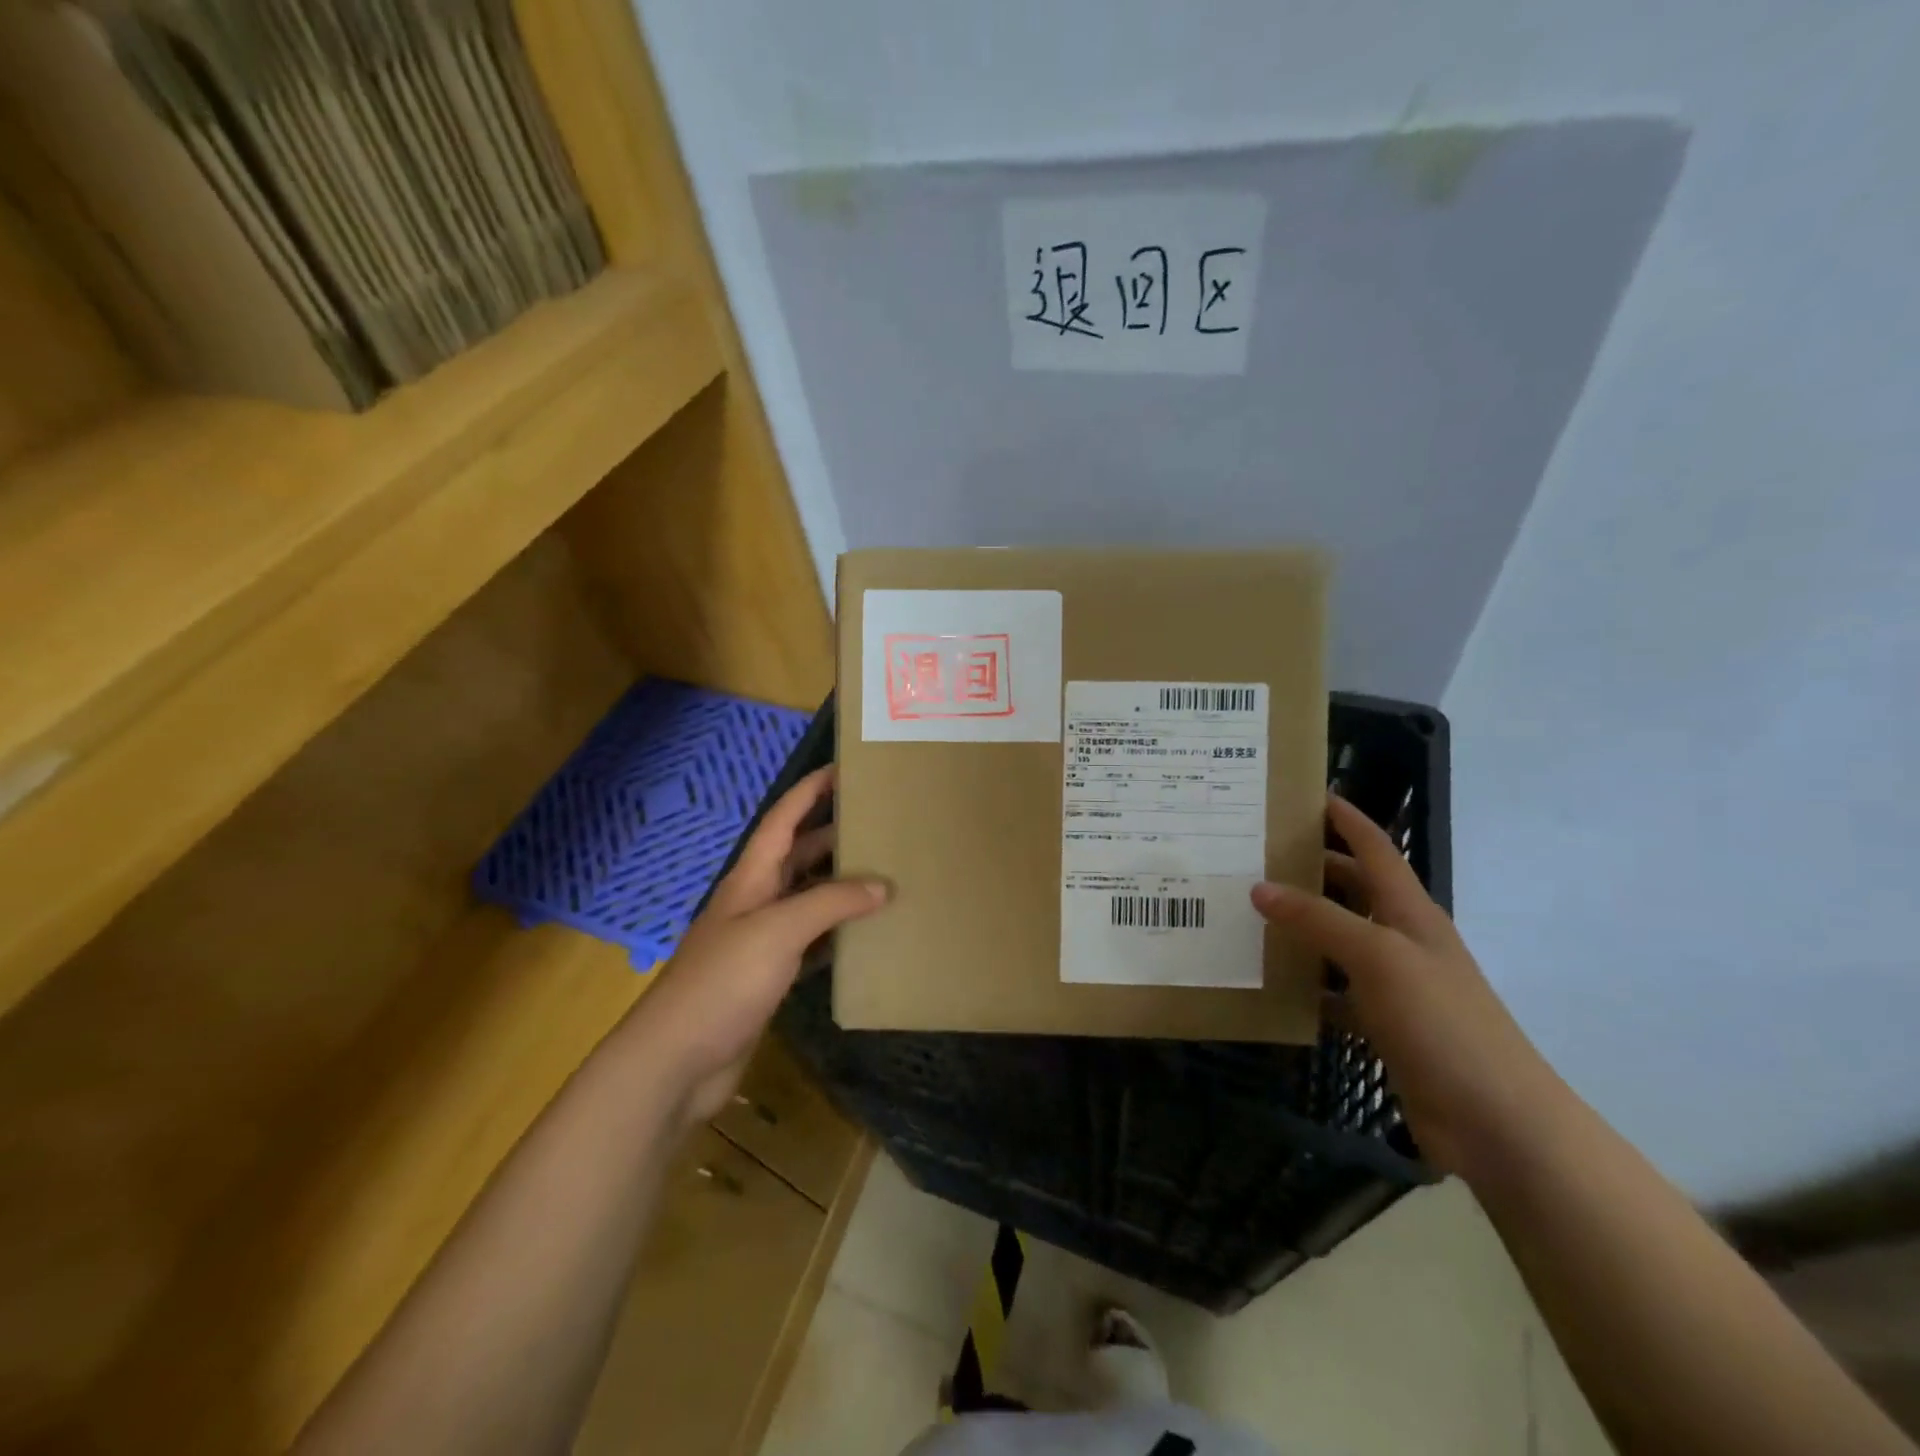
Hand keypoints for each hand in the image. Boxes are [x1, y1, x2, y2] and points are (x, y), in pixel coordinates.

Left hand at [622, 767, 888, 1125]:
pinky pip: (811, 941)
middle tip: (878, 822)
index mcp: (751, 878)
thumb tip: (882, 886)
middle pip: (799, 855)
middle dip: (833, 834)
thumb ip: (830, 903)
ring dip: (840, 885)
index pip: (783, 820)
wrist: (678, 1059)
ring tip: (884, 872)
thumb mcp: (778, 931)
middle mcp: (756, 901)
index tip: (843, 768)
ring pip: (808, 898)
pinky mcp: (770, 976)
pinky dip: (837, 932)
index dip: (809, 791)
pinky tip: (866, 934)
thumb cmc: (723, 981)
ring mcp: (762, 940)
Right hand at [1251, 794, 1563, 1177]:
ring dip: (1299, 928)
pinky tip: (1267, 982)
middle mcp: (1401, 940)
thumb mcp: (1379, 958)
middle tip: (1253, 854)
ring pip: (1336, 941)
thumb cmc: (1442, 1022)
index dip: (1345, 819)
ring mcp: (1393, 984)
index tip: (1304, 794)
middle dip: (1309, 868)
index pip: (1375, 849)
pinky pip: (1333, 992)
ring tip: (1244, 911)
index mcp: (1410, 913)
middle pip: (1352, 890)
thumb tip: (1260, 887)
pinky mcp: (1382, 1025)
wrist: (1496, 1122)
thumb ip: (1319, 920)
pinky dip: (1303, 985)